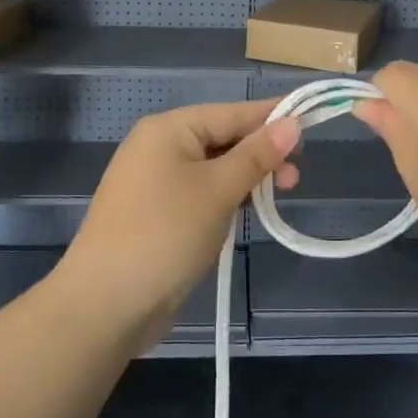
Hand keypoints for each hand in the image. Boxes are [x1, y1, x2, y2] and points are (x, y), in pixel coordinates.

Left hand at [53, 100, 301, 351]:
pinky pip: (201, 193)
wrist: (104, 305)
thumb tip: (292, 122)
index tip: (312, 121)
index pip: (232, 112)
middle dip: (261, 153)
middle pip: (223, 138)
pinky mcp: (157, 214)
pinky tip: (248, 211)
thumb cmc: (165, 234)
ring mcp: (155, 182)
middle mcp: (159, 147)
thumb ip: (256, 155)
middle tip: (296, 177)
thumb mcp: (218, 190)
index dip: (273, 117)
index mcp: (169, 129)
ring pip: (214, 168)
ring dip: (247, 178)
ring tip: (280, 194)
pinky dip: (227, 198)